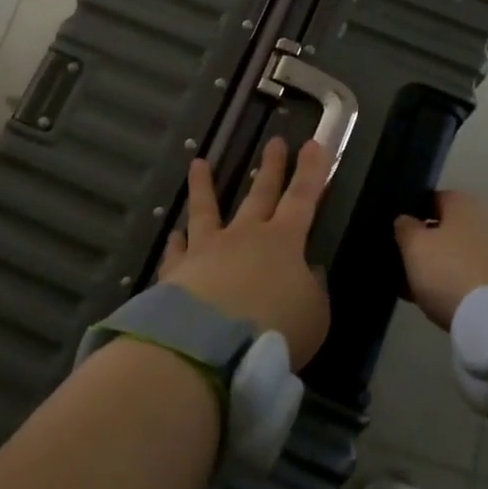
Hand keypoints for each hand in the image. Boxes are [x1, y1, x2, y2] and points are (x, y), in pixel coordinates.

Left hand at [159, 136, 331, 368]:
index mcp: (284, 242)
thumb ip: (312, 291)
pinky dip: (176, 242)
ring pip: (206, 209)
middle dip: (271, 167)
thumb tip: (307, 274)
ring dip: (204, 186)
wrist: (208, 347)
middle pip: (260, 194)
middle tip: (274, 141)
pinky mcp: (177, 272)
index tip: (313, 142)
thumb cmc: (273, 329)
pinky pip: (177, 251)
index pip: (303, 197)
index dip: (311, 170)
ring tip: (199, 163)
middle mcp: (245, 236)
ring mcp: (207, 250)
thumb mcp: (314, 316)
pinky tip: (173, 234)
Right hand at [393, 191, 487, 330]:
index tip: (396, 235)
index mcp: (462, 202)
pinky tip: (439, 301)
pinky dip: (456, 283)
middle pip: (445, 229)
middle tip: (403, 265)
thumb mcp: (415, 247)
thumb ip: (405, 228)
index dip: (411, 216)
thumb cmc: (450, 271)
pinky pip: (472, 275)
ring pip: (458, 254)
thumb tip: (406, 220)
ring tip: (416, 289)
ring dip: (439, 267)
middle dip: (425, 245)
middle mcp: (484, 218)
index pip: (430, 200)